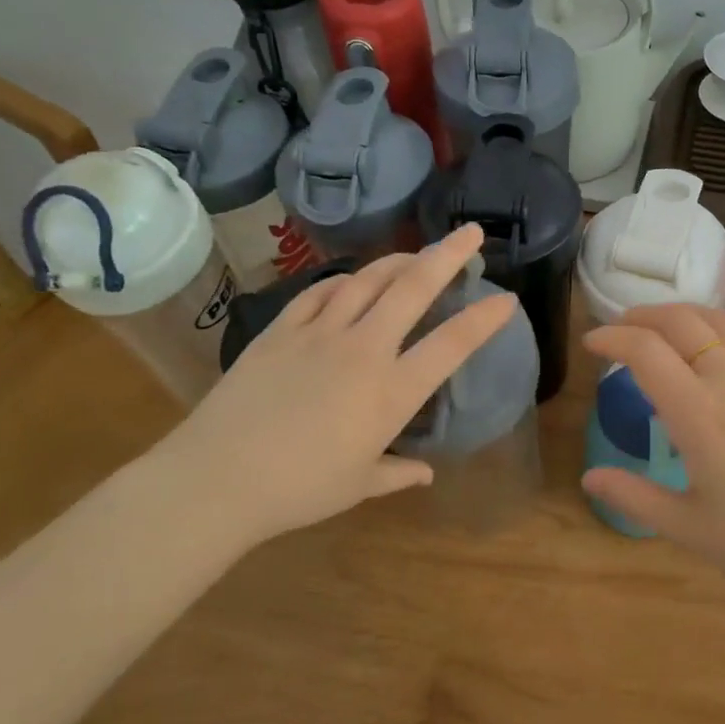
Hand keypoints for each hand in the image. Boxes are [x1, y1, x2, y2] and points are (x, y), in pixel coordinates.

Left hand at [151, 225, 516, 543]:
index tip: (507, 300)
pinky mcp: (282, 330)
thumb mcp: (358, 486)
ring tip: (418, 253)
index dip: (485, 319)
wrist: (217, 478)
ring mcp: (320, 333)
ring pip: (368, 280)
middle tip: (472, 233)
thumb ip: (398, 473)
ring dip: (399, 260)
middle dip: (449, 255)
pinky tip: (351, 280)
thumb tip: (426, 473)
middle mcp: (364, 350)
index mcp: (392, 392)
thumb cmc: (299, 490)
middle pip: (414, 289)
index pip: (452, 345)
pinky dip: (343, 281)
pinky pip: (319, 292)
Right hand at [581, 304, 724, 590]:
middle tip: (620, 328)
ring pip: (717, 318)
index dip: (612, 338)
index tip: (592, 343)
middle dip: (641, 316)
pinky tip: (715, 341)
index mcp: (698, 414)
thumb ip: (635, 497)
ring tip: (660, 325)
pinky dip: (719, 324)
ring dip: (680, 312)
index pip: (645, 351)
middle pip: (679, 321)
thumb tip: (589, 477)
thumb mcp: (690, 528)